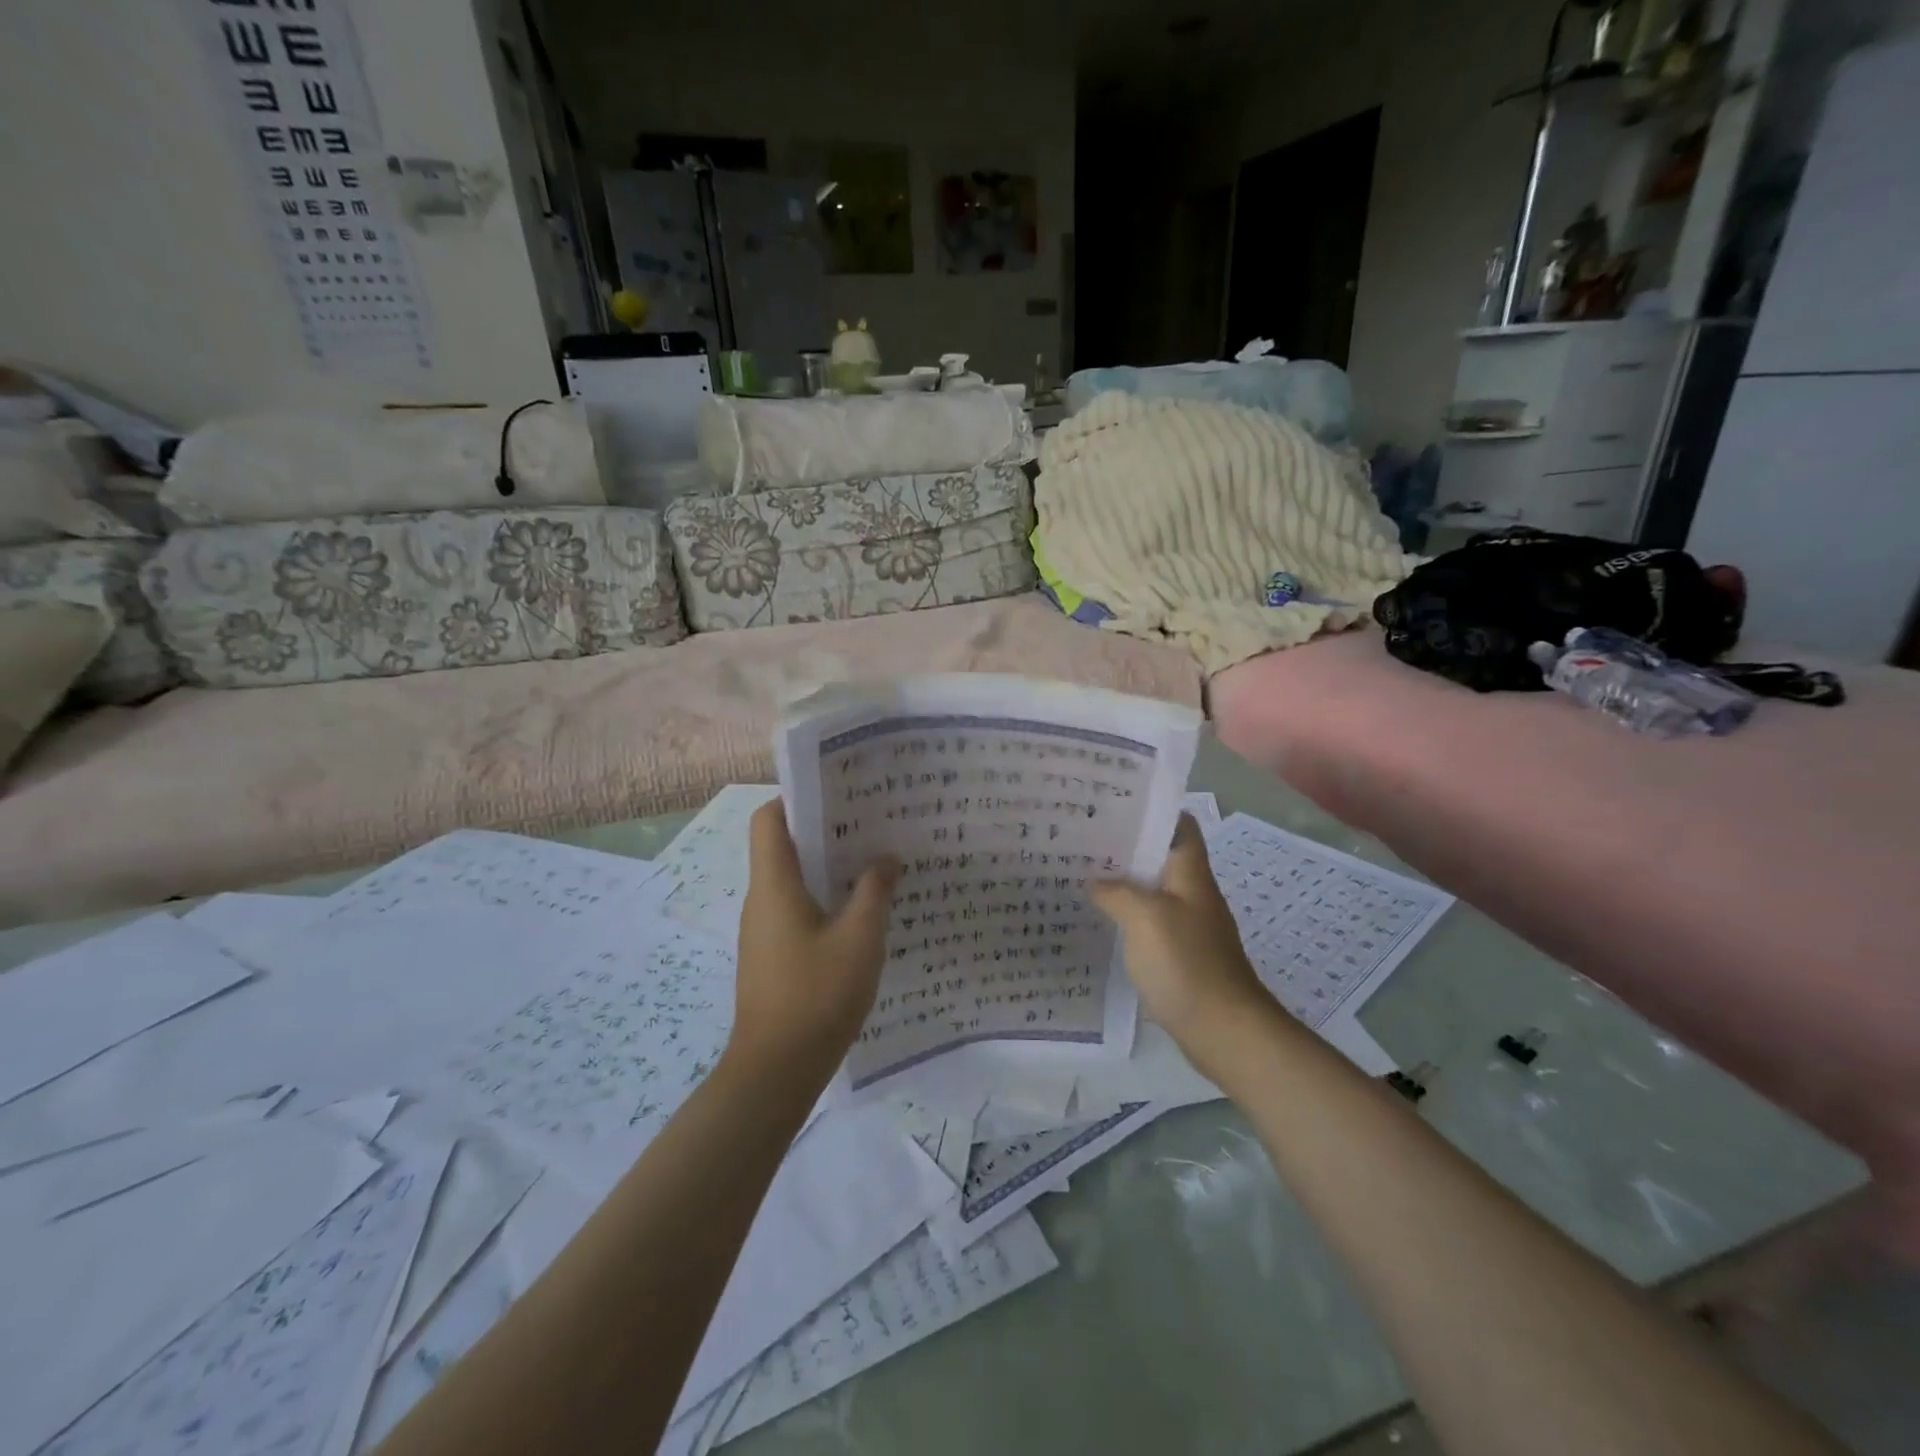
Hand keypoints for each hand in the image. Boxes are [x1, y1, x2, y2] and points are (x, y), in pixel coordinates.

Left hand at [728, 799, 899, 1071]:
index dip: (796, 798)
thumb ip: (874, 892)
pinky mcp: (771, 956)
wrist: (776, 1071)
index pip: (768, 819)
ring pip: (792, 881)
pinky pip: (796, 911)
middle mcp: (761, 900)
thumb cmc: (817, 995)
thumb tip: (886, 858)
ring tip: (873, 863)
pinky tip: (860, 913)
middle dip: (824, 832)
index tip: (838, 794)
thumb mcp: (860, 939)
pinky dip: (823, 901)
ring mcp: (763, 930)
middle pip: (783, 847)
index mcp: (774, 885)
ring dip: (827, 869)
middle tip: (871, 825)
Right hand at [1089, 815, 1274, 1061]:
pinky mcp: (1179, 953)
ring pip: (1152, 889)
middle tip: (1083, 837)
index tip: (1113, 804)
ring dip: (1123, 880)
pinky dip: (1126, 914)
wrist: (1223, 1030)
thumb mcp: (1145, 918)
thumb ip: (1117, 892)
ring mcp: (1187, 924)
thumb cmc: (1187, 964)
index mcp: (1190, 874)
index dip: (1152, 809)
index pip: (1180, 824)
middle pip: (1160, 855)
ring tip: (1083, 872)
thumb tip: (1095, 881)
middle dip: (1126, 845)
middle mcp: (1192, 892)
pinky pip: (1149, 921)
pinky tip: (1101, 918)